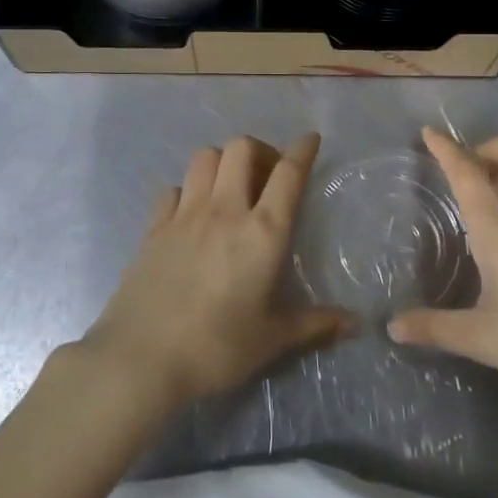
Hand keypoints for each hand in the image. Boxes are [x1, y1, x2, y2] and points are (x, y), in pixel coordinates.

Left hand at [84, 134, 353, 407]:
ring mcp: (185, 214)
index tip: (311, 140)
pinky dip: (188, 190)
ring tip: (231, 187)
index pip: (288, 173)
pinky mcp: (154, 226)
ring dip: (223, 162)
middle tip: (267, 176)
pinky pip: (174, 188)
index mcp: (262, 232)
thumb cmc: (216, 348)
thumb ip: (315, 325)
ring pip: (205, 157)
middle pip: (241, 148)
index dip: (302, 150)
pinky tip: (192, 213)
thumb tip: (357, 324)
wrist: (141, 357)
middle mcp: (224, 210)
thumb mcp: (272, 340)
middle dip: (260, 150)